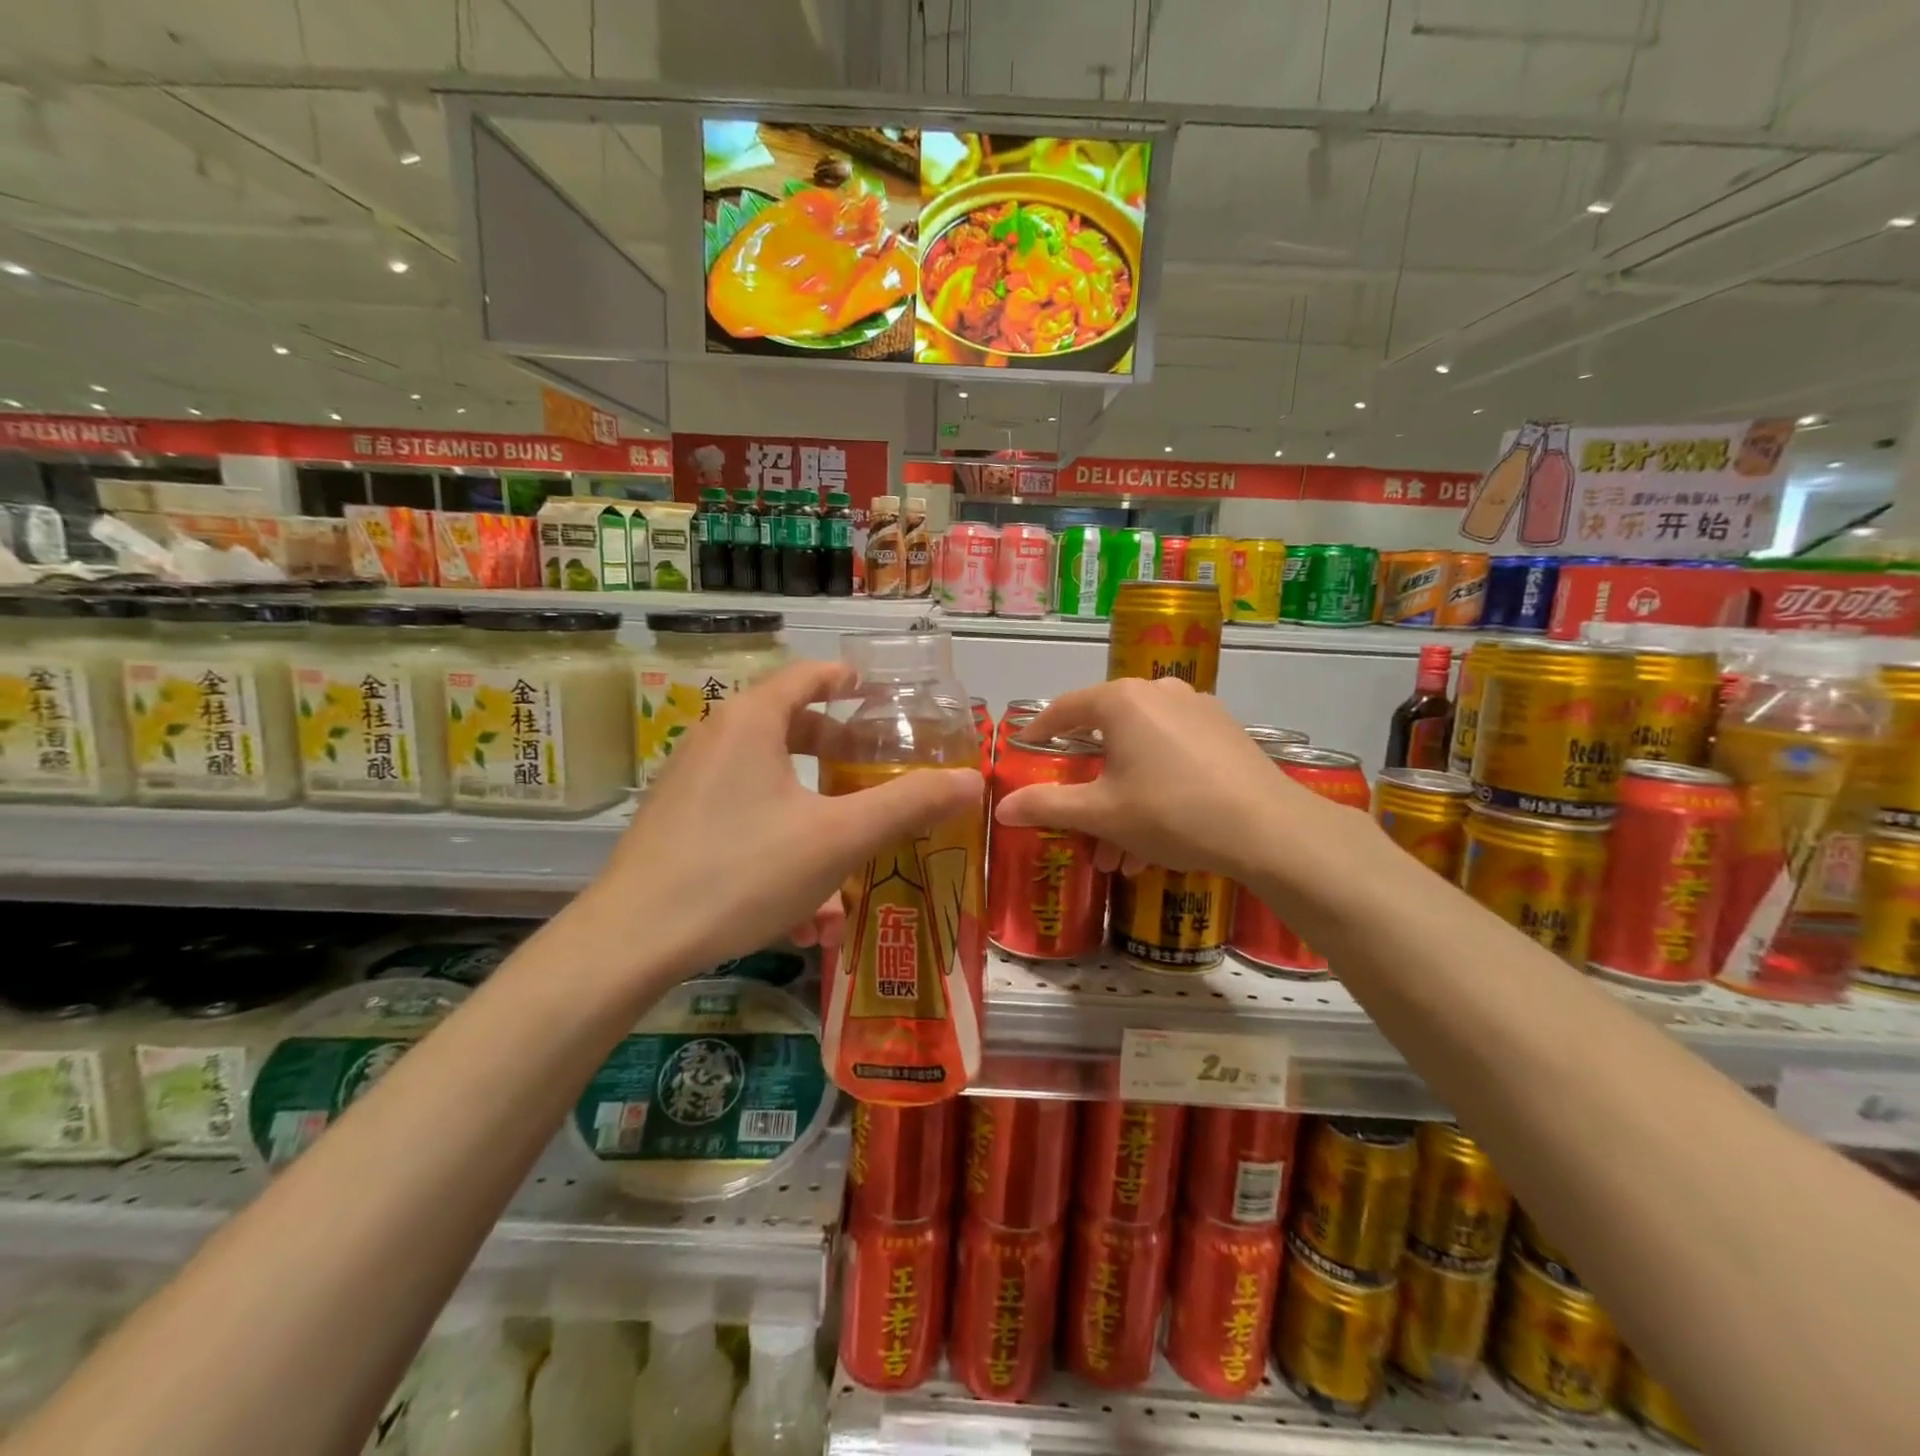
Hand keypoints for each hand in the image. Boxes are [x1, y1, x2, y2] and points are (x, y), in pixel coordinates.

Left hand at [586, 661, 981, 979]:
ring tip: (846, 868)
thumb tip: (971, 781)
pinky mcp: (677, 825)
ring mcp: (691, 783)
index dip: (849, 681)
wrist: (631, 941)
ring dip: (814, 819)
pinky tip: (801, 917)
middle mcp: (716, 739)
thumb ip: (907, 805)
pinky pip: (744, 822)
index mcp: (751, 721)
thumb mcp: (838, 838)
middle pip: (790, 728)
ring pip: (770, 787)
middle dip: (838, 755)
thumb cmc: (742, 871)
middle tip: (874, 774)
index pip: (809, 675)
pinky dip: (779, 848)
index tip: (881, 698)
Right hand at [994, 677, 1343, 885]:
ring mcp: (1197, 710)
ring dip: (1122, 800)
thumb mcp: (1100, 813)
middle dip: (1088, 788)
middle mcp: (1158, 692)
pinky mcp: (1225, 733)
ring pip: (1141, 753)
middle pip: (1105, 736)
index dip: (1038, 733)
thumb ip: (1047, 805)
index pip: (1064, 709)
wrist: (1269, 830)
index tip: (1022, 753)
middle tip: (1077, 822)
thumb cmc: (1170, 812)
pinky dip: (1154, 789)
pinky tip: (1157, 838)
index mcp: (1122, 700)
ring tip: (1120, 853)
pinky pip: (1173, 756)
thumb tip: (1000, 808)